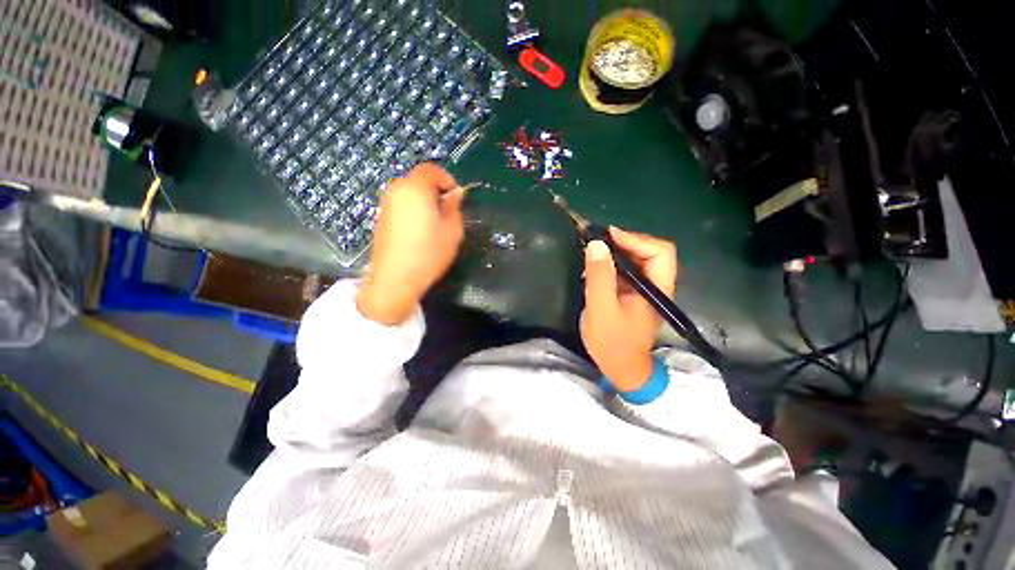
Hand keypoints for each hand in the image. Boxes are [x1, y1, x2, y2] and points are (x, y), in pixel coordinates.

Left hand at [356, 164, 464, 325]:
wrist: (395, 278)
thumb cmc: (429, 253)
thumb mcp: (452, 231)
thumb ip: (454, 207)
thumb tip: (456, 193)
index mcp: (416, 189)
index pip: (430, 170)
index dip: (446, 179)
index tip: (456, 197)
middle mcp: (397, 190)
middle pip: (418, 180)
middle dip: (435, 190)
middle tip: (447, 210)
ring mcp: (386, 204)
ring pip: (409, 192)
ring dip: (424, 200)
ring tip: (435, 222)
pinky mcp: (381, 217)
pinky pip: (401, 204)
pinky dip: (413, 209)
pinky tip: (420, 230)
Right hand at [580, 227, 677, 390]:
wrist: (620, 368)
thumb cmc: (612, 342)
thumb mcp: (601, 309)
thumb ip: (599, 277)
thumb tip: (596, 244)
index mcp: (657, 289)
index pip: (660, 252)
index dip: (636, 239)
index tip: (607, 236)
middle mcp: (656, 285)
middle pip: (649, 251)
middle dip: (623, 242)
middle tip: (597, 242)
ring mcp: (645, 290)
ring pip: (636, 260)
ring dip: (615, 253)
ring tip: (592, 253)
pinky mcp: (633, 294)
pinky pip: (625, 270)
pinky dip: (610, 264)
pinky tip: (593, 269)